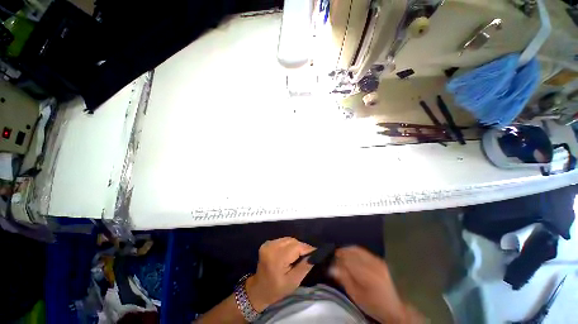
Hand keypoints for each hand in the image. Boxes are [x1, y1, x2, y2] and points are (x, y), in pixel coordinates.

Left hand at [245, 237, 314, 311]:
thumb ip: (304, 267)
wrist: (258, 289)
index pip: (296, 247)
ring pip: (288, 239)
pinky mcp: (267, 243)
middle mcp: (271, 247)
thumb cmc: (276, 289)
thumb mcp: (293, 282)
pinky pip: (283, 240)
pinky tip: (290, 253)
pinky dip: (289, 244)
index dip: (307, 248)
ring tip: (300, 254)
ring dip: (296, 245)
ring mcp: (268, 244)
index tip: (316, 252)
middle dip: (302, 247)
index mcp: (277, 258)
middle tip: (309, 255)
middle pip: (292, 241)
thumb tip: (314, 255)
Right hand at [330, 246, 423, 323]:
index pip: (347, 259)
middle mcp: (372, 264)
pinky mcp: (379, 260)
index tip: (331, 261)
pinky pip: (363, 251)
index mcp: (366, 274)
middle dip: (341, 252)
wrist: (393, 308)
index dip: (337, 258)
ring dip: (347, 250)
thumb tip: (332, 267)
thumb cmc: (373, 304)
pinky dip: (354, 250)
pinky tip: (350, 254)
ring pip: (357, 249)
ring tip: (340, 254)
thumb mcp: (356, 295)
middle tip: (334, 256)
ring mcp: (377, 260)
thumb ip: (344, 279)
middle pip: (352, 251)